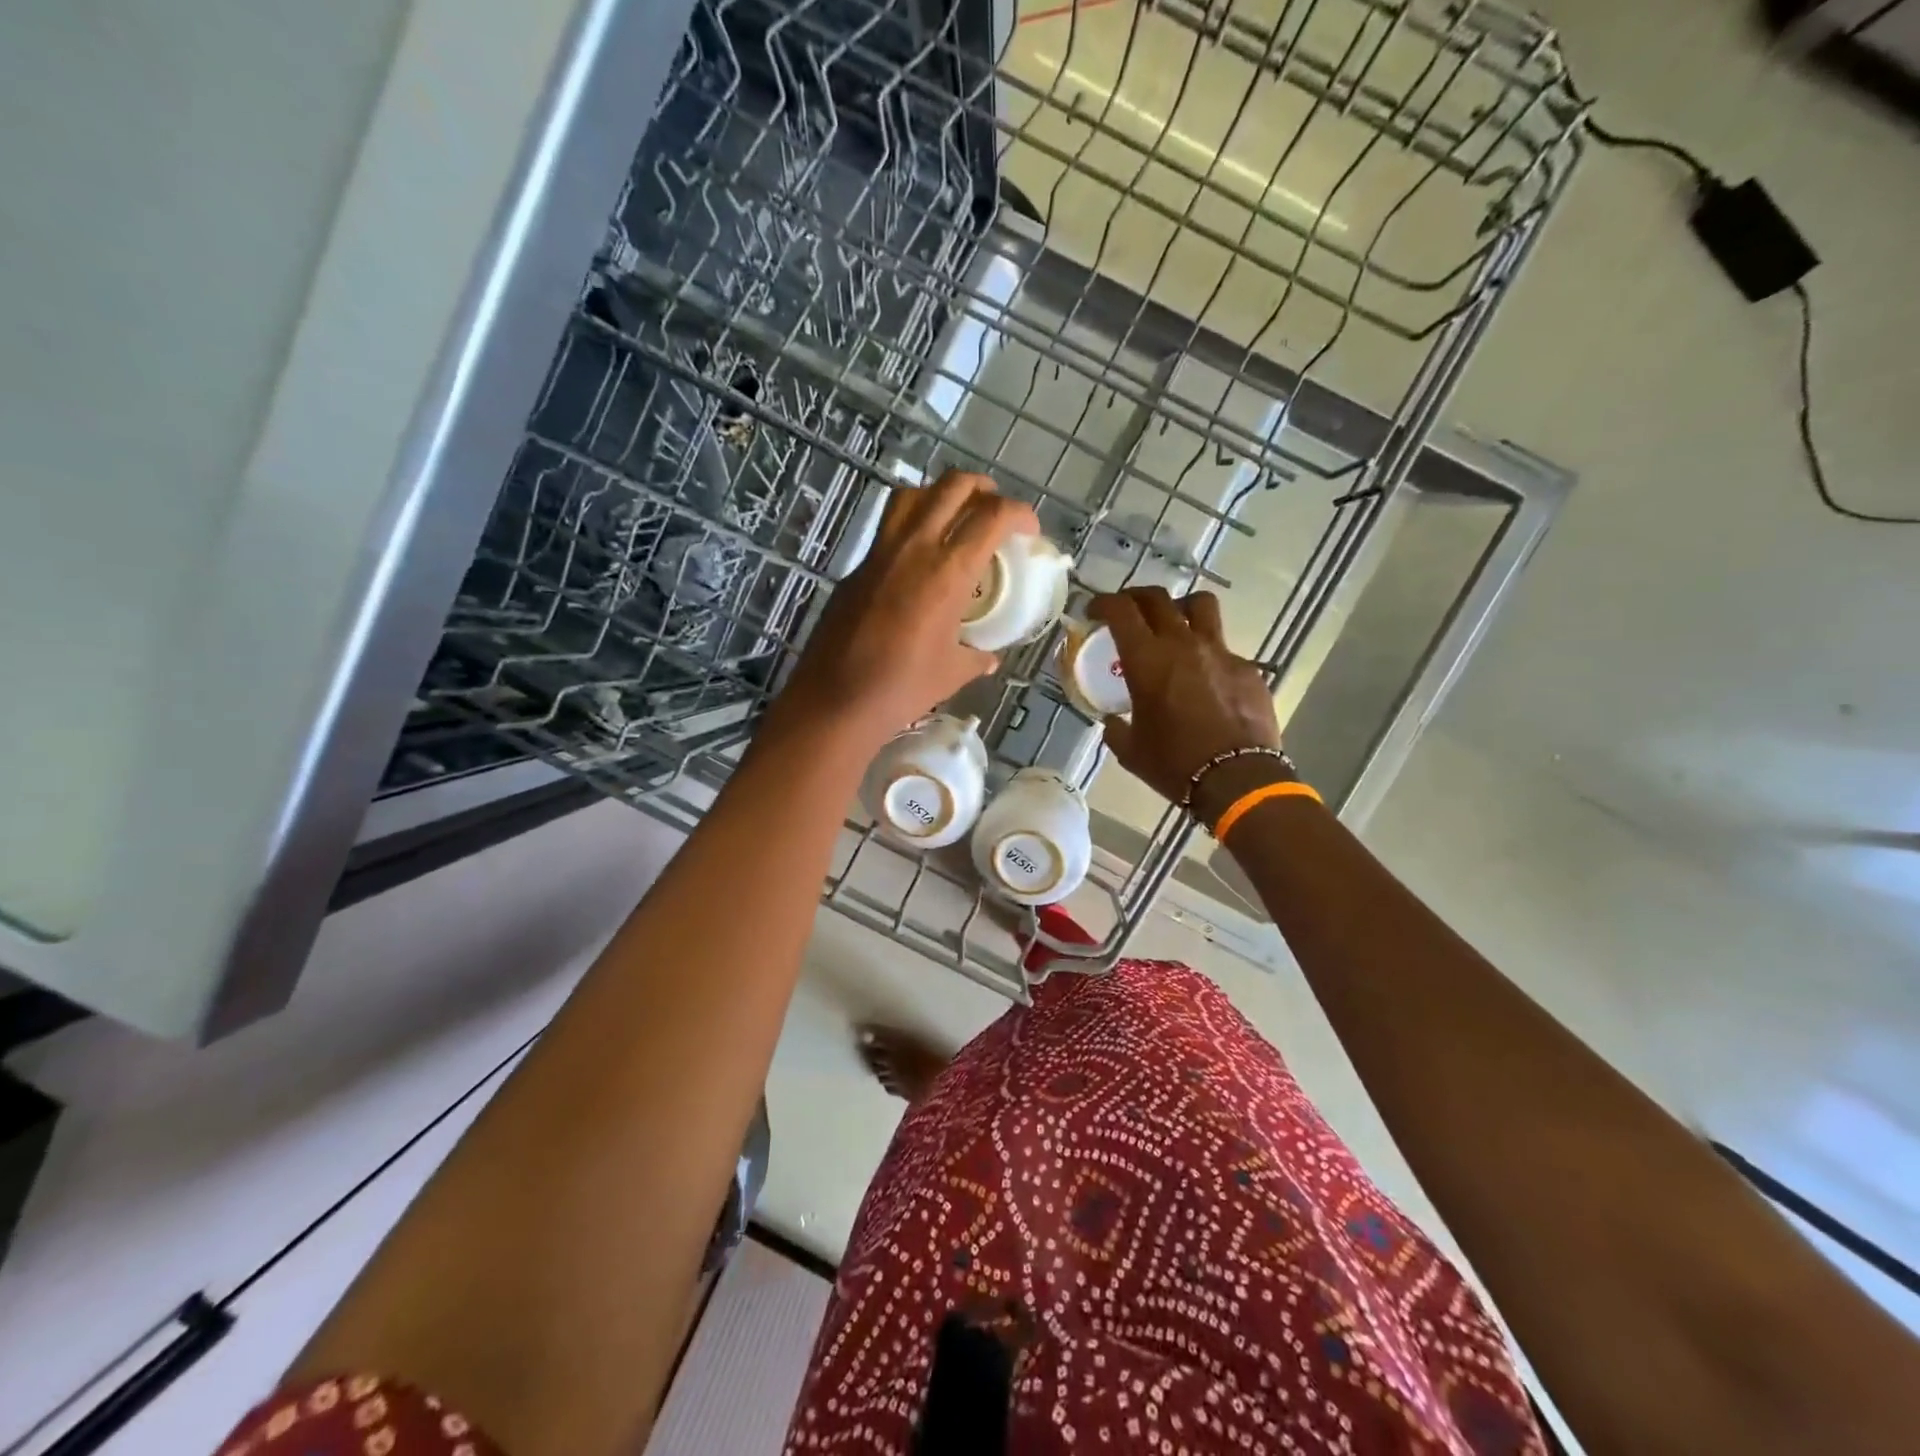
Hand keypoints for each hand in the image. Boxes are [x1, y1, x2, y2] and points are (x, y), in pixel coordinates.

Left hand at [777, 470, 1036, 749]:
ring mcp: (880, 553)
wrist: (836, 700)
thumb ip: (976, 658)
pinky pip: (888, 528)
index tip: (1029, 531)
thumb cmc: (902, 688)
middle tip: (994, 511)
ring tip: (955, 517)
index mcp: (948, 571)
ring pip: (913, 495)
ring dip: (941, 494)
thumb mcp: (952, 673)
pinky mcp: (857, 568)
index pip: (993, 516)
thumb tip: (988, 657)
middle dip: (983, 489)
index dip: (1020, 514)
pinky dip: (911, 526)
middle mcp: (915, 548)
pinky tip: (918, 558)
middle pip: (953, 487)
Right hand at [1090, 587, 1285, 822]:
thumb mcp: (1130, 750)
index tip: (1094, 612)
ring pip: (1200, 605)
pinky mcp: (1247, 668)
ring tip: (1174, 622)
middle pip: (1157, 598)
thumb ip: (1116, 728)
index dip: (1103, 604)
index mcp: (1147, 660)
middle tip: (1127, 611)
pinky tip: (1206, 678)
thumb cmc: (1174, 764)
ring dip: (1180, 606)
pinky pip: (1224, 649)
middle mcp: (1183, 644)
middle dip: (1135, 598)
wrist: (1237, 779)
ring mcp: (1220, 652)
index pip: (1121, 610)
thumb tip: (1113, 721)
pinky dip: (1208, 654)